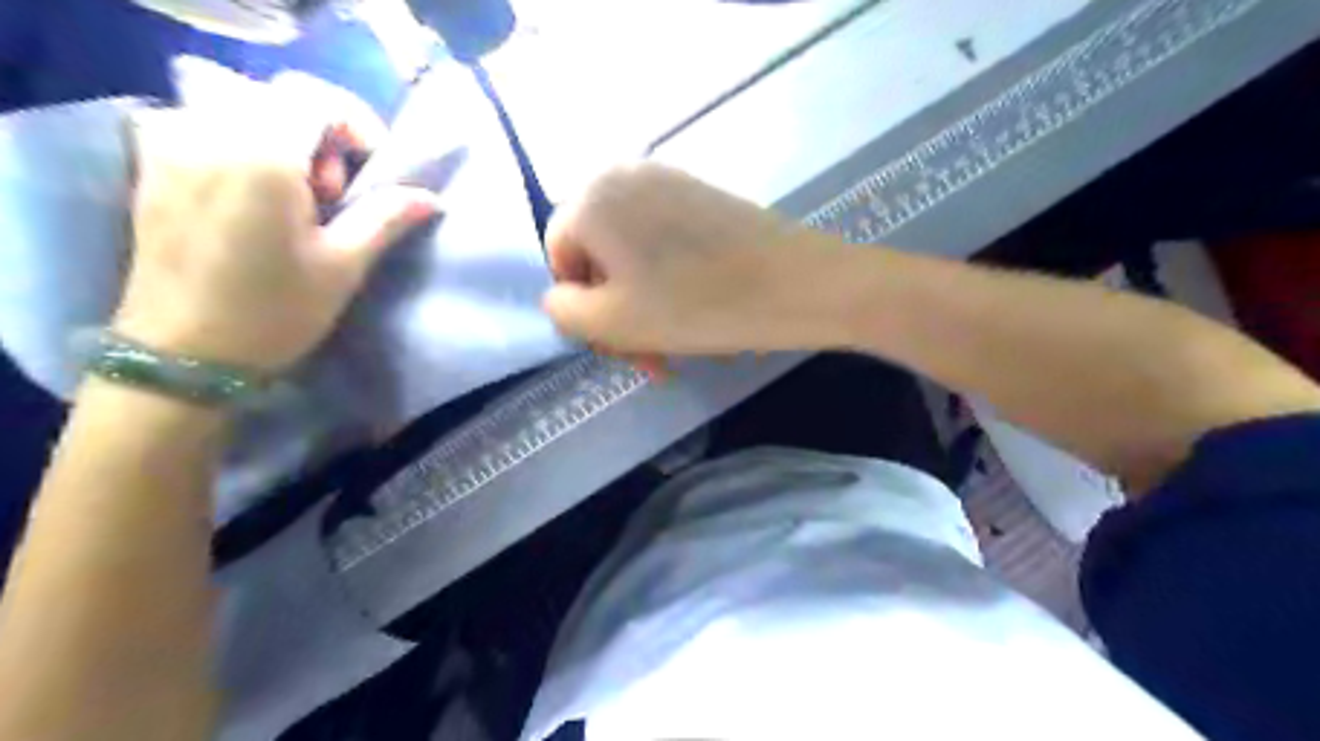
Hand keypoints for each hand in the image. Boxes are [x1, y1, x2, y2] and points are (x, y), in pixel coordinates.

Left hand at [115, 103, 435, 368]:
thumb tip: (431, 198)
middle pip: (275, 97)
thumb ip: (386, 218)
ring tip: (294, 195)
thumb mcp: (343, 265)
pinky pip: (202, 125)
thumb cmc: (274, 312)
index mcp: (260, 155)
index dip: (355, 125)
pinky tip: (253, 195)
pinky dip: (240, 143)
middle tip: (332, 193)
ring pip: (237, 106)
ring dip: (279, 136)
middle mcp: (207, 133)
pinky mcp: (152, 166)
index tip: (372, 171)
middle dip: (318, 133)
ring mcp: (170, 146)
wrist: (183, 355)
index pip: (314, 98)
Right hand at [545, 166, 845, 354]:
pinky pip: (667, 242)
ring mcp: (670, 181)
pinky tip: (698, 311)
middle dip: (618, 310)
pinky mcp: (704, 196)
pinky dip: (671, 280)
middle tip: (650, 356)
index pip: (559, 256)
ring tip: (677, 342)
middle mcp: (624, 175)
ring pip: (635, 254)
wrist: (797, 284)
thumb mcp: (612, 321)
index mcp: (592, 197)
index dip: (582, 306)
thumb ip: (564, 310)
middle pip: (599, 254)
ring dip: (646, 303)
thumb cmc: (697, 305)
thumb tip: (565, 296)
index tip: (619, 341)